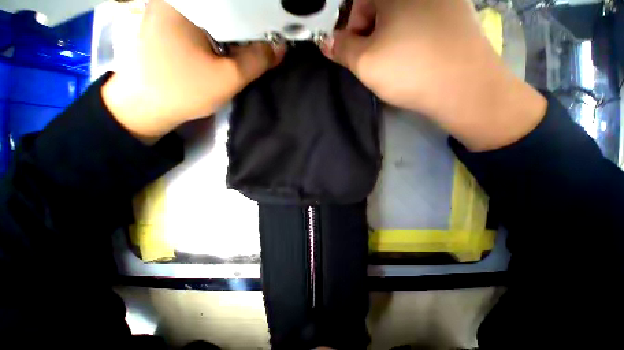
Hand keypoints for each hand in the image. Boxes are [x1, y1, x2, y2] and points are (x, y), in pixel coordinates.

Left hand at [102, 0, 283, 143]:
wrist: (145, 106)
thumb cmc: (184, 91)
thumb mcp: (228, 78)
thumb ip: (257, 61)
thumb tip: (280, 47)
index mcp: (185, 2)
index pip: (234, 3)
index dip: (257, 17)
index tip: (271, 33)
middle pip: (224, 7)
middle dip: (246, 24)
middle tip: (263, 40)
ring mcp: (168, 10)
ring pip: (214, 14)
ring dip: (233, 29)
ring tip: (248, 44)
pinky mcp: (168, 24)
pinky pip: (203, 21)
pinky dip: (219, 32)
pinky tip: (227, 46)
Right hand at [323, 0, 546, 150]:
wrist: (465, 87)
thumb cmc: (408, 70)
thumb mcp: (365, 62)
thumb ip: (341, 49)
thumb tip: (326, 42)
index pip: (358, 3)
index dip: (352, 30)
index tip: (358, 53)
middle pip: (380, 7)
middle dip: (371, 33)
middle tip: (377, 59)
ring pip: (401, 14)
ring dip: (391, 35)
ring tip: (397, 60)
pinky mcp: (458, 13)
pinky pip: (422, 19)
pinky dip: (411, 35)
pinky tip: (416, 55)